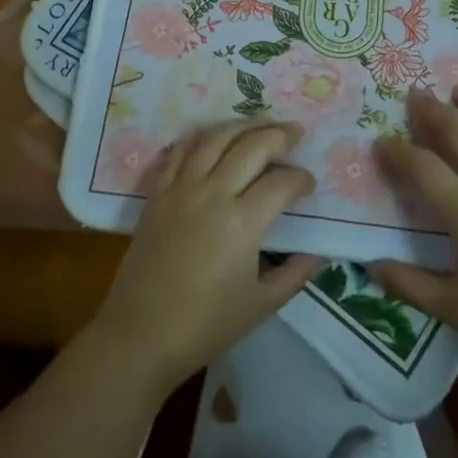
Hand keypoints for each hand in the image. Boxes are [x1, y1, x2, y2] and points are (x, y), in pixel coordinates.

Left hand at [85, 121, 320, 389]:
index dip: (301, 179)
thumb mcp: (261, 305)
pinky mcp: (158, 192)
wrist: (141, 334)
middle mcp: (213, 192)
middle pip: (252, 146)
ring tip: (262, 124)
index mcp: (242, 221)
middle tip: (295, 134)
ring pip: (216, 138)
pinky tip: (214, 135)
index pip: (281, 183)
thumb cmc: (205, 325)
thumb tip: (317, 252)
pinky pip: (180, 150)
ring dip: (244, 125)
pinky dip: (200, 136)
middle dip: (279, 136)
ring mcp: (182, 188)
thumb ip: (294, 274)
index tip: (309, 184)